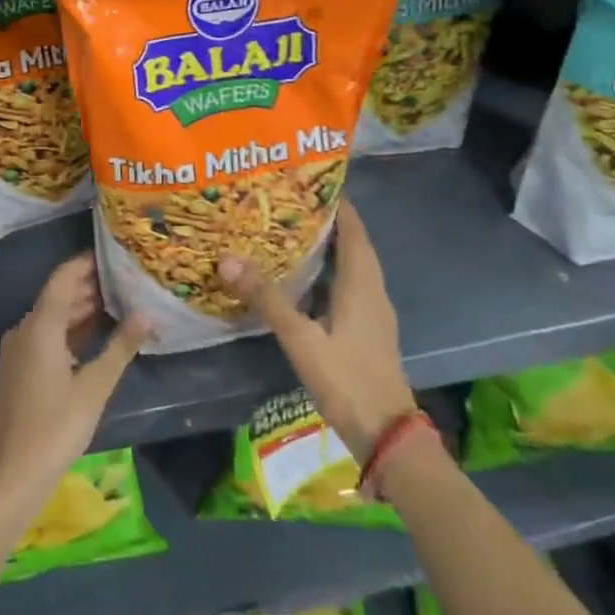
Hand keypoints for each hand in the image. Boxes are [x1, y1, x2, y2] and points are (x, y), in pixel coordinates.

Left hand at [0, 253, 149, 527]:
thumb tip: (148, 313)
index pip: (64, 277)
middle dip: (92, 284)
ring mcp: (20, 350)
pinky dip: (74, 330)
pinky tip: (100, 335)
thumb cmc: (53, 428)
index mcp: (40, 325)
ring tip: (123, 301)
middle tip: (130, 277)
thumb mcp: (94, 387)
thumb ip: (121, 347)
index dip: (88, 262)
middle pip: (60, 294)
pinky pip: (49, 336)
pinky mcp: (21, 370)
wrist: (8, 479)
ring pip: (55, 316)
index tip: (117, 253)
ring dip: (84, 308)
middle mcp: (26, 329)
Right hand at [218, 199, 415, 462]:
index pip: (353, 228)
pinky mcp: (370, 329)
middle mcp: (373, 289)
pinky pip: (352, 285)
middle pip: (354, 243)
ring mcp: (375, 310)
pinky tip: (307, 280)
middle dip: (328, 220)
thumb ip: (266, 298)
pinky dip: (332, 271)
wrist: (387, 433)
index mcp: (361, 282)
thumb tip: (228, 259)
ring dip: (331, 246)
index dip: (336, 202)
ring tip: (294, 233)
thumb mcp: (300, 338)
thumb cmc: (346, 378)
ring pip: (354, 265)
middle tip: (290, 204)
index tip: (308, 181)